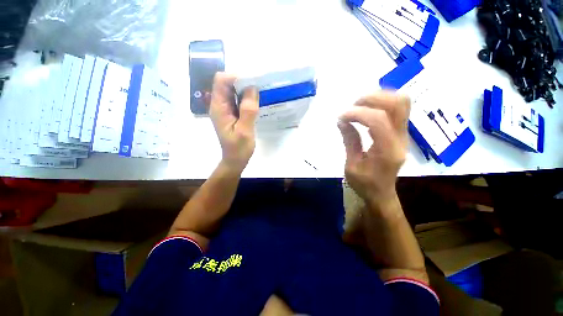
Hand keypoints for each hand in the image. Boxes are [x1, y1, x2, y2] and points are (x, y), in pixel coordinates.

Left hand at [209, 73, 258, 172]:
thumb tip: (252, 88)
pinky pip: (238, 100)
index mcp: (219, 108)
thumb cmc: (239, 148)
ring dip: (246, 90)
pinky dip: (247, 98)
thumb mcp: (245, 131)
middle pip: (227, 84)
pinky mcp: (232, 114)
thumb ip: (248, 110)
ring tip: (260, 95)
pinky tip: (256, 103)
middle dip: (243, 82)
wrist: (235, 160)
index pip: (221, 81)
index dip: (236, 77)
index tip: (253, 82)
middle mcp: (220, 105)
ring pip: (234, 91)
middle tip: (259, 88)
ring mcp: (225, 110)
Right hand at [338, 92, 409, 206]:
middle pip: (397, 104)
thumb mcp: (351, 166)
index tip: (341, 117)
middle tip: (352, 106)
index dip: (358, 113)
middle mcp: (400, 139)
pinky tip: (366, 110)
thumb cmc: (365, 183)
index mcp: (387, 151)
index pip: (378, 120)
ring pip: (401, 102)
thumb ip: (349, 141)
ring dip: (378, 98)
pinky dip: (382, 103)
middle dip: (371, 99)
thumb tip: (342, 120)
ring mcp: (404, 134)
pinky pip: (398, 108)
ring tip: (359, 106)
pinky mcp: (401, 132)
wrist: (382, 193)